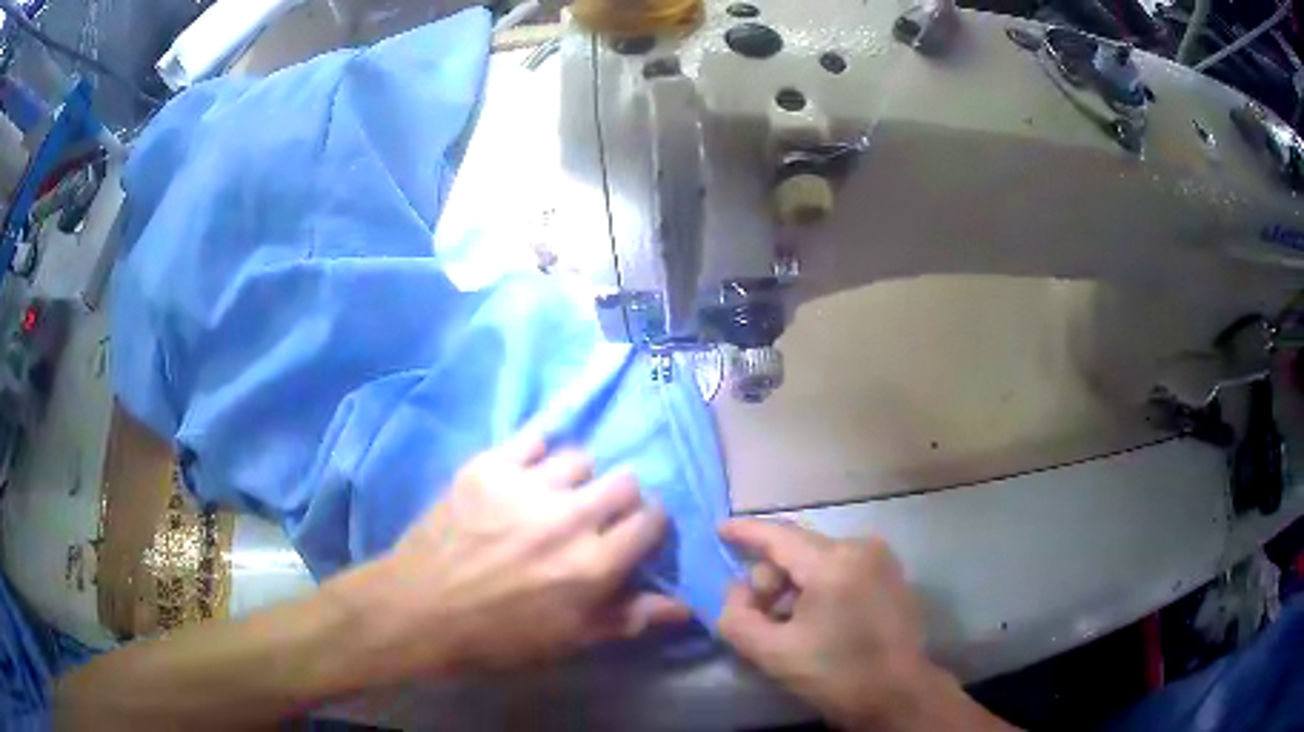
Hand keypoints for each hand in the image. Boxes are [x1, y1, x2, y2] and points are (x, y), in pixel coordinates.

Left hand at [354, 432, 689, 678]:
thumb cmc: (498, 636)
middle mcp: (570, 517)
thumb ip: (629, 619)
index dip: (649, 526)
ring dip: (576, 478)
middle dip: (619, 498)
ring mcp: (527, 486)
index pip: (652, 520)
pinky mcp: (489, 466)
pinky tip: (528, 469)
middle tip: (595, 516)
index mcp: (594, 564)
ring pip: (580, 457)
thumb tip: (685, 607)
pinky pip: (533, 436)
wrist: (420, 609)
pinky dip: (538, 450)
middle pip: (625, 480)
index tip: (634, 534)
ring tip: (553, 495)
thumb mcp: (569, 640)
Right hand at [718, 520, 1012, 731]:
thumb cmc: (836, 674)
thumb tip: (736, 592)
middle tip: (760, 616)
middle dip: (771, 578)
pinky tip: (817, 619)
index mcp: (833, 563)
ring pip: (820, 559)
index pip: (779, 536)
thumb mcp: (772, 653)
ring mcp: (882, 558)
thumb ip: (737, 617)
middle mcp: (861, 547)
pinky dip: (820, 585)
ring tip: (788, 624)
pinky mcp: (892, 574)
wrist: (898, 694)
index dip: (745, 531)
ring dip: (795, 585)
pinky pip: (843, 567)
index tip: (719, 528)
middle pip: (797, 549)